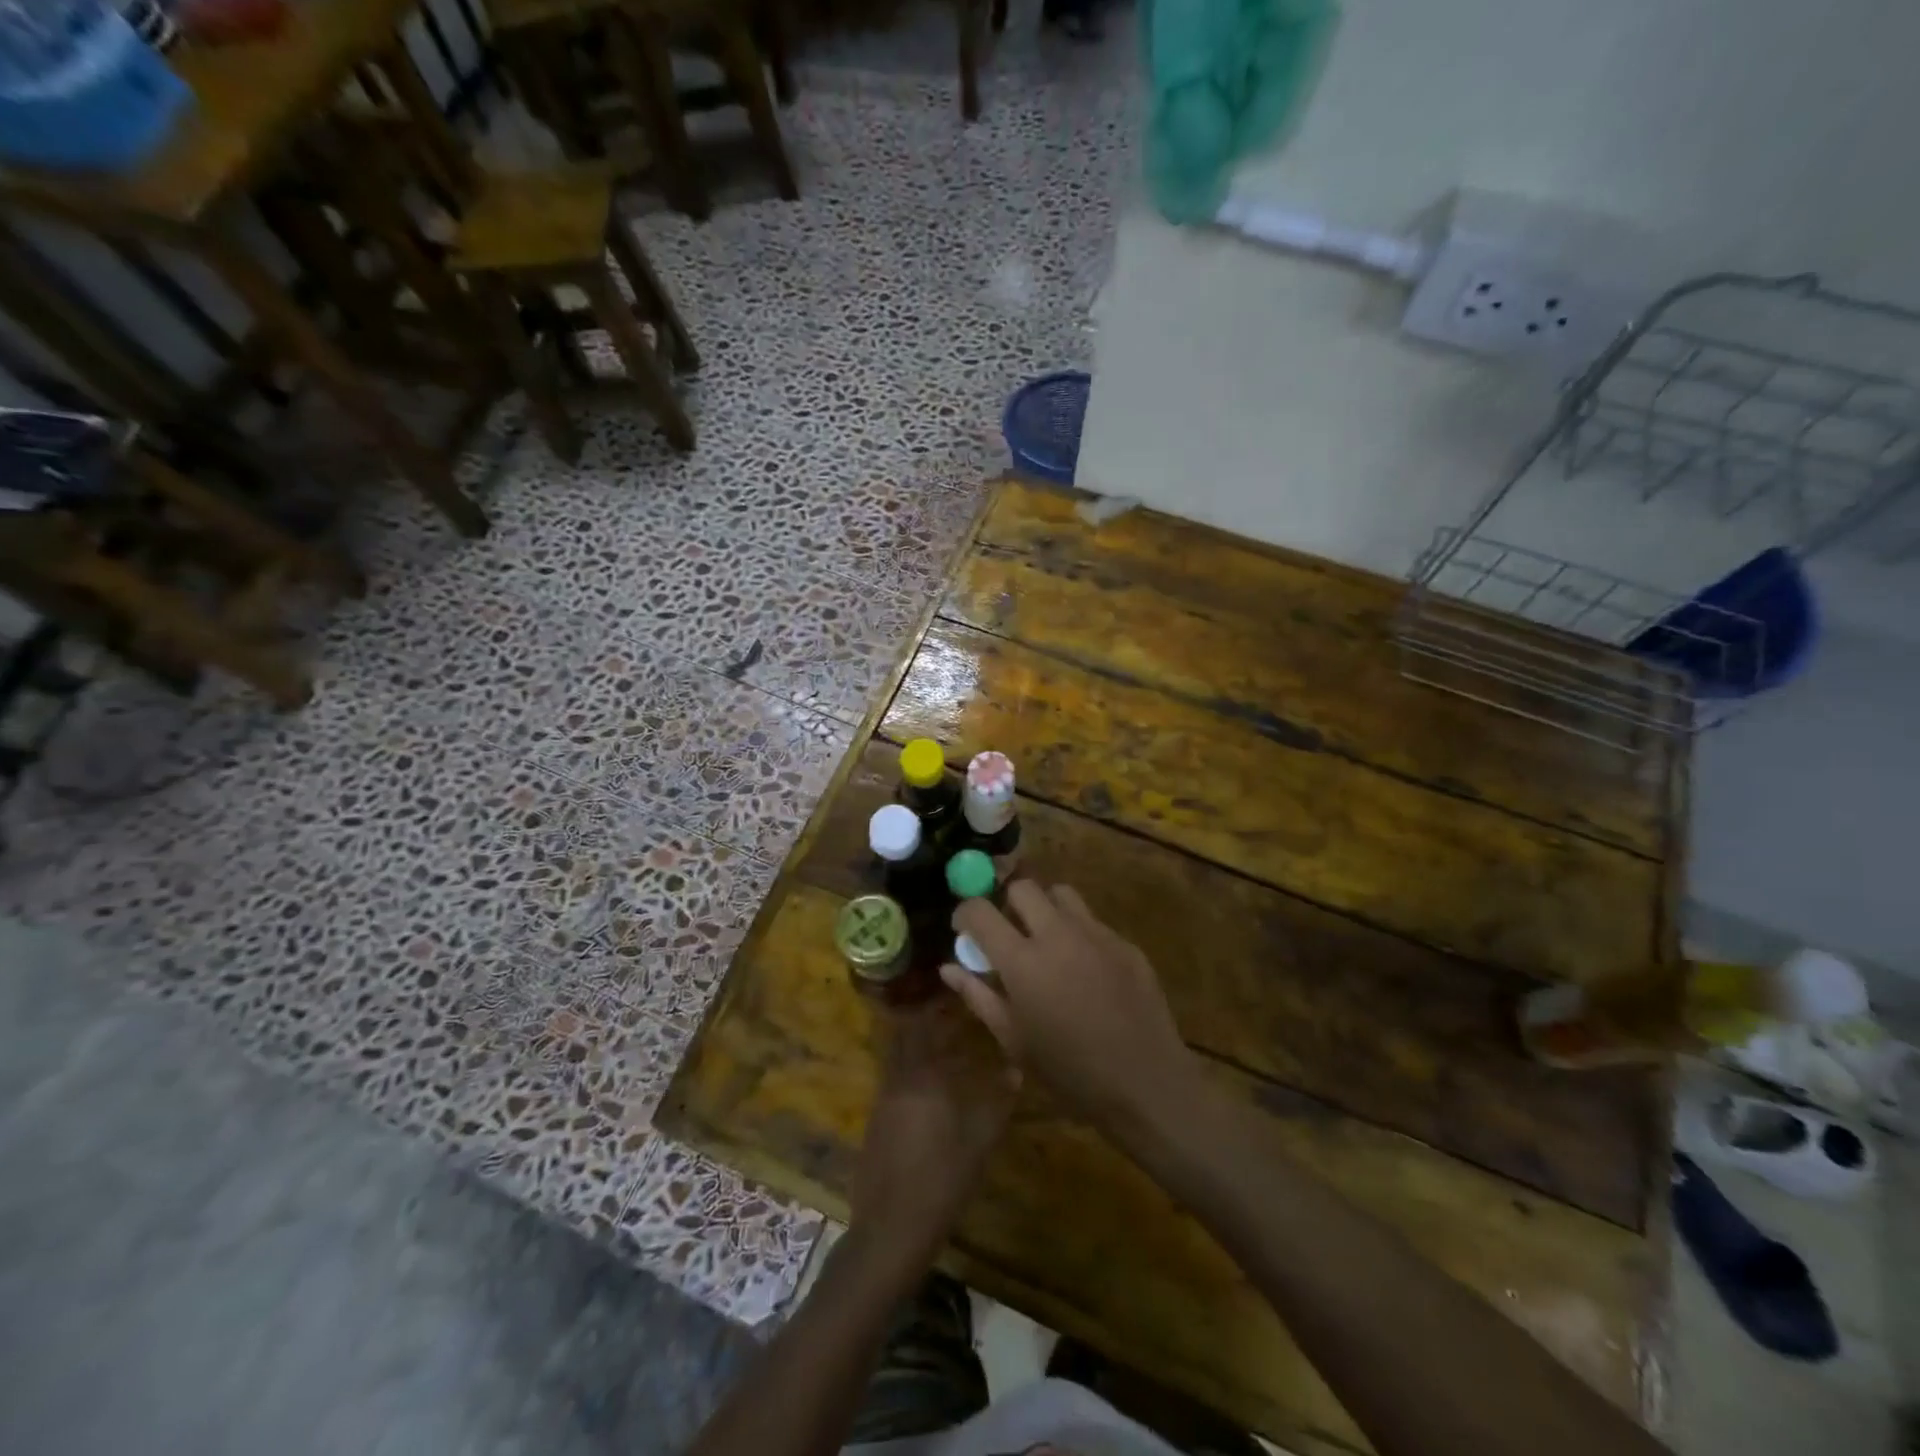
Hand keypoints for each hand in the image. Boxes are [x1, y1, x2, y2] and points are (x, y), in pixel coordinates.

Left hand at [850, 1003, 1019, 1267]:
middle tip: (952, 1018)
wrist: (891, 1230)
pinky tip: (932, 1094)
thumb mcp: (980, 1140)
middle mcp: (897, 1080)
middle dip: (925, 1024)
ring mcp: (882, 1102)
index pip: (924, 1026)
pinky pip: (895, 1084)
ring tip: (947, 1052)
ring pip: (898, 1061)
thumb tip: (1016, 1068)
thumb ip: (999, 1101)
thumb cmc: (941, 1179)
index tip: (955, 996)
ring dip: (918, 1050)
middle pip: (905, 1037)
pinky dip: (912, 1076)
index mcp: (921, 1076)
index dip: (937, 1008)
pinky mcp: (876, 1125)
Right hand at [941, 882, 1197, 1136]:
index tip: (965, 929)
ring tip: (1046, 942)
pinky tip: (1084, 969)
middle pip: (1022, 887)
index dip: (966, 913)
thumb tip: (948, 968)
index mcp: (1022, 961)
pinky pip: (1093, 921)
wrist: (1146, 1084)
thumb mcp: (1014, 1040)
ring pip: (1061, 894)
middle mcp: (1057, 934)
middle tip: (1008, 933)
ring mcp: (1096, 934)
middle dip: (1007, 903)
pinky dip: (1078, 932)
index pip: (980, 910)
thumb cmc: (1069, 1072)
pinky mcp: (1125, 943)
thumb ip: (978, 995)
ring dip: (1045, 909)